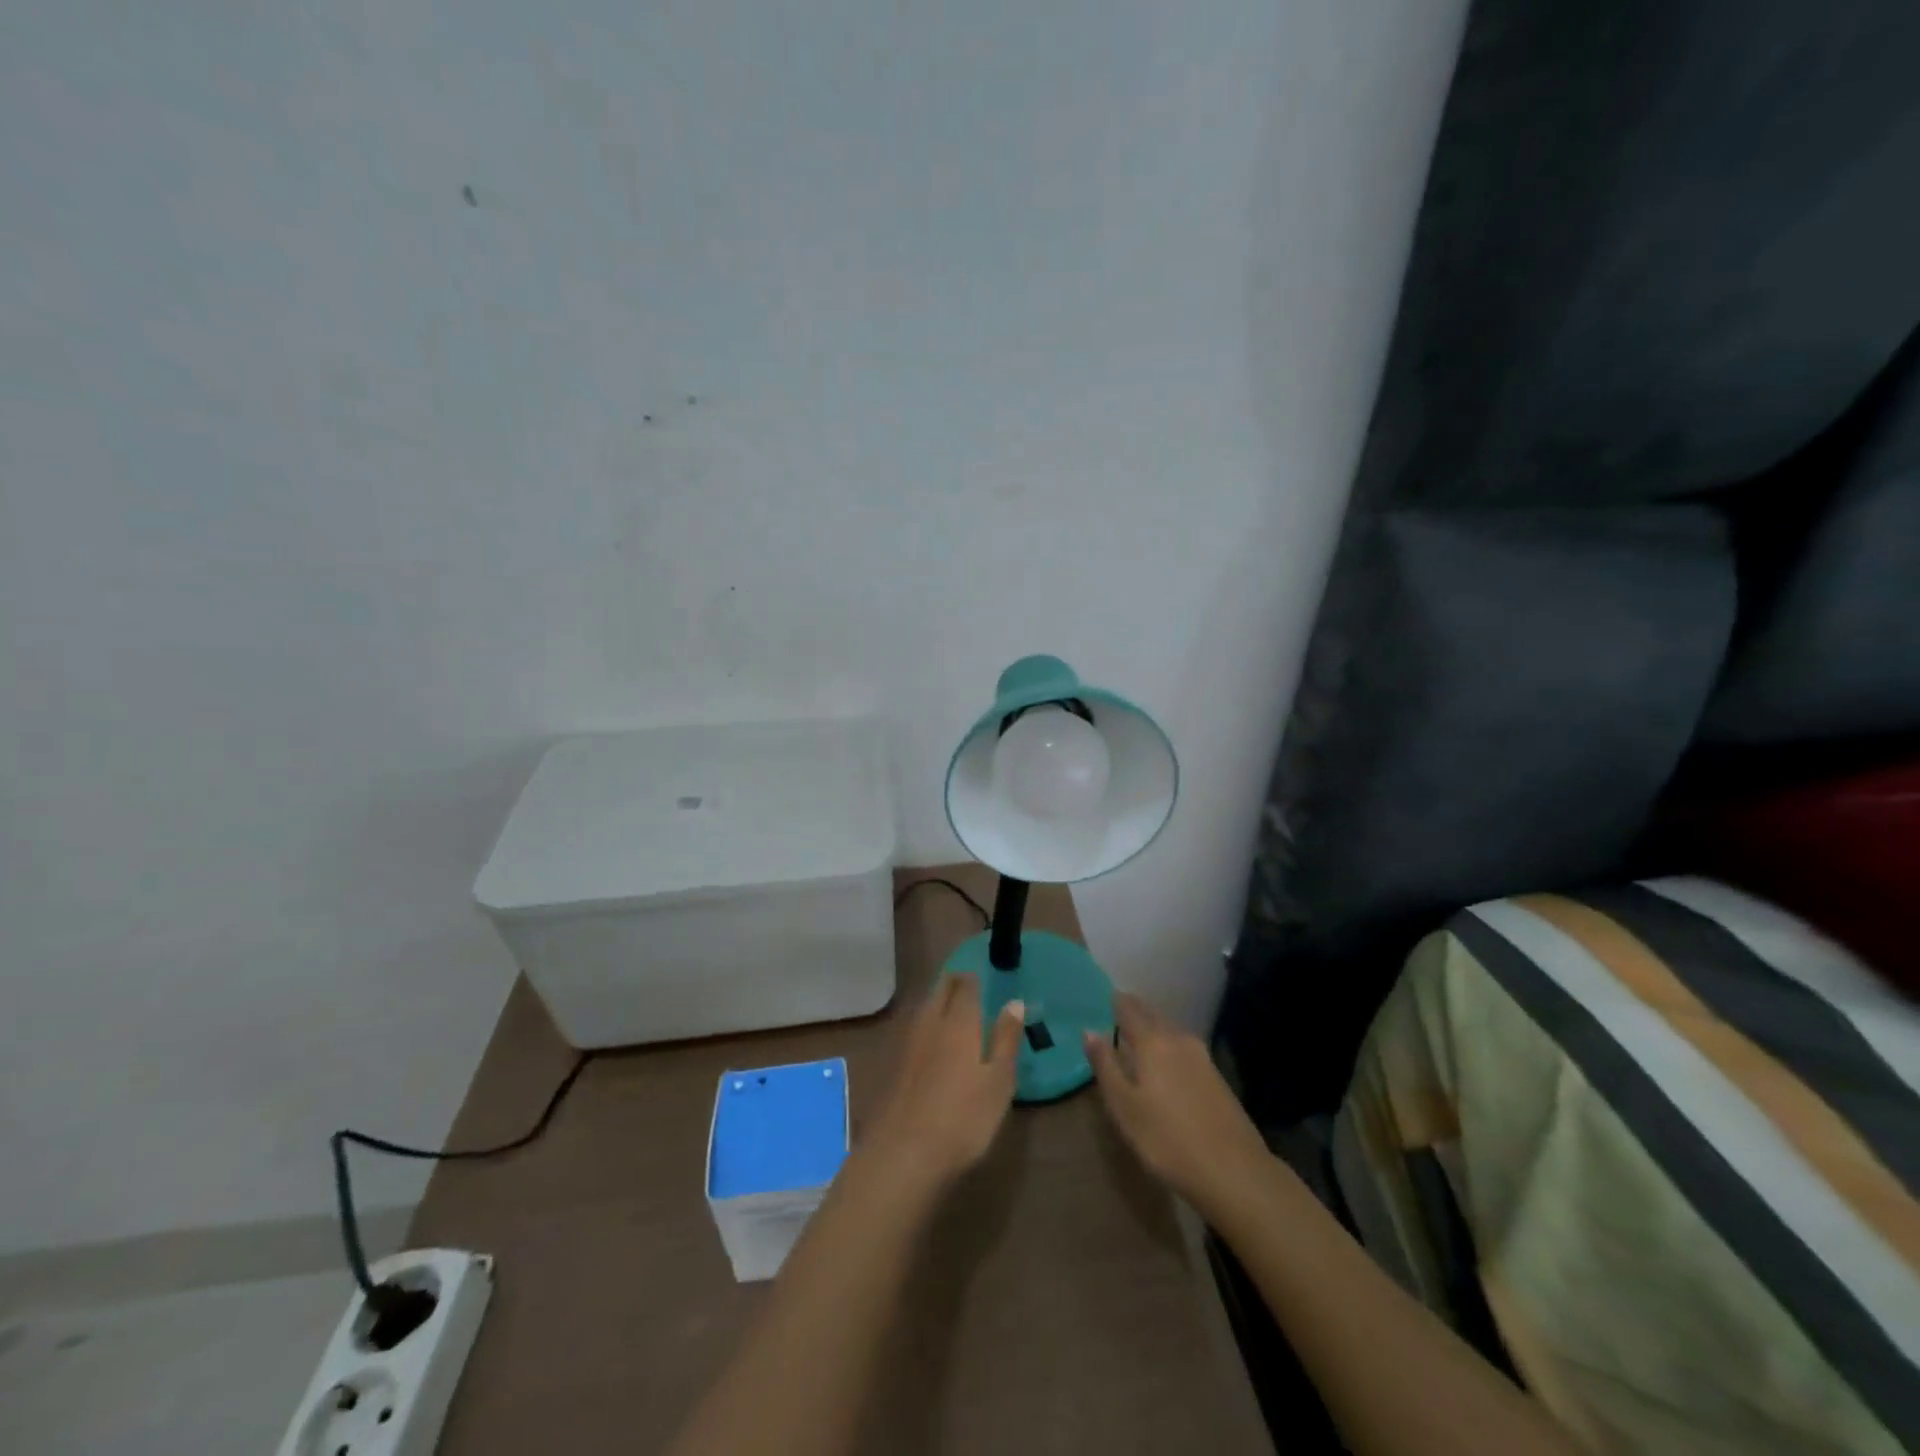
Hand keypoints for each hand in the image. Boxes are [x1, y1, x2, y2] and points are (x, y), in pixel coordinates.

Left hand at [865, 974, 1023, 1190]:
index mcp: (959, 1022)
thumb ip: (1006, 1039)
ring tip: (952, 1006)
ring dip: (938, 1000)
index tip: (982, 977)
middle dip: (953, 982)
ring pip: (924, 1007)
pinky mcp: (895, 1063)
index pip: (965, 986)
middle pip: (940, 990)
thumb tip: (1015, 1002)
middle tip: (968, 985)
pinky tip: (932, 1038)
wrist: (905, 1153)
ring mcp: (908, 1042)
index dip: (973, 978)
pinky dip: (926, 1022)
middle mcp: (931, 1022)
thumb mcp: (999, 1081)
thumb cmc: (964, 1118)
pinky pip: (914, 1027)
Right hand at [1084, 993, 1272, 1220]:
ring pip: (1170, 1029)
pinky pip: (1184, 1046)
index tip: (1101, 997)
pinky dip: (1168, 1043)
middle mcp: (1178, 1039)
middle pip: (1152, 1014)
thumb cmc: (1167, 1140)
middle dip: (1133, 1009)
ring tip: (1136, 1032)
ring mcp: (1202, 1057)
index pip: (1128, 1009)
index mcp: (1152, 1042)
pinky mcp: (1216, 1076)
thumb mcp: (1124, 1107)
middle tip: (1115, 1010)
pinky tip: (1165, 1059)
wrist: (1234, 1172)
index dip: (1114, 1001)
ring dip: (1152, 1025)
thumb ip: (1106, 1066)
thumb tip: (1089, 1031)